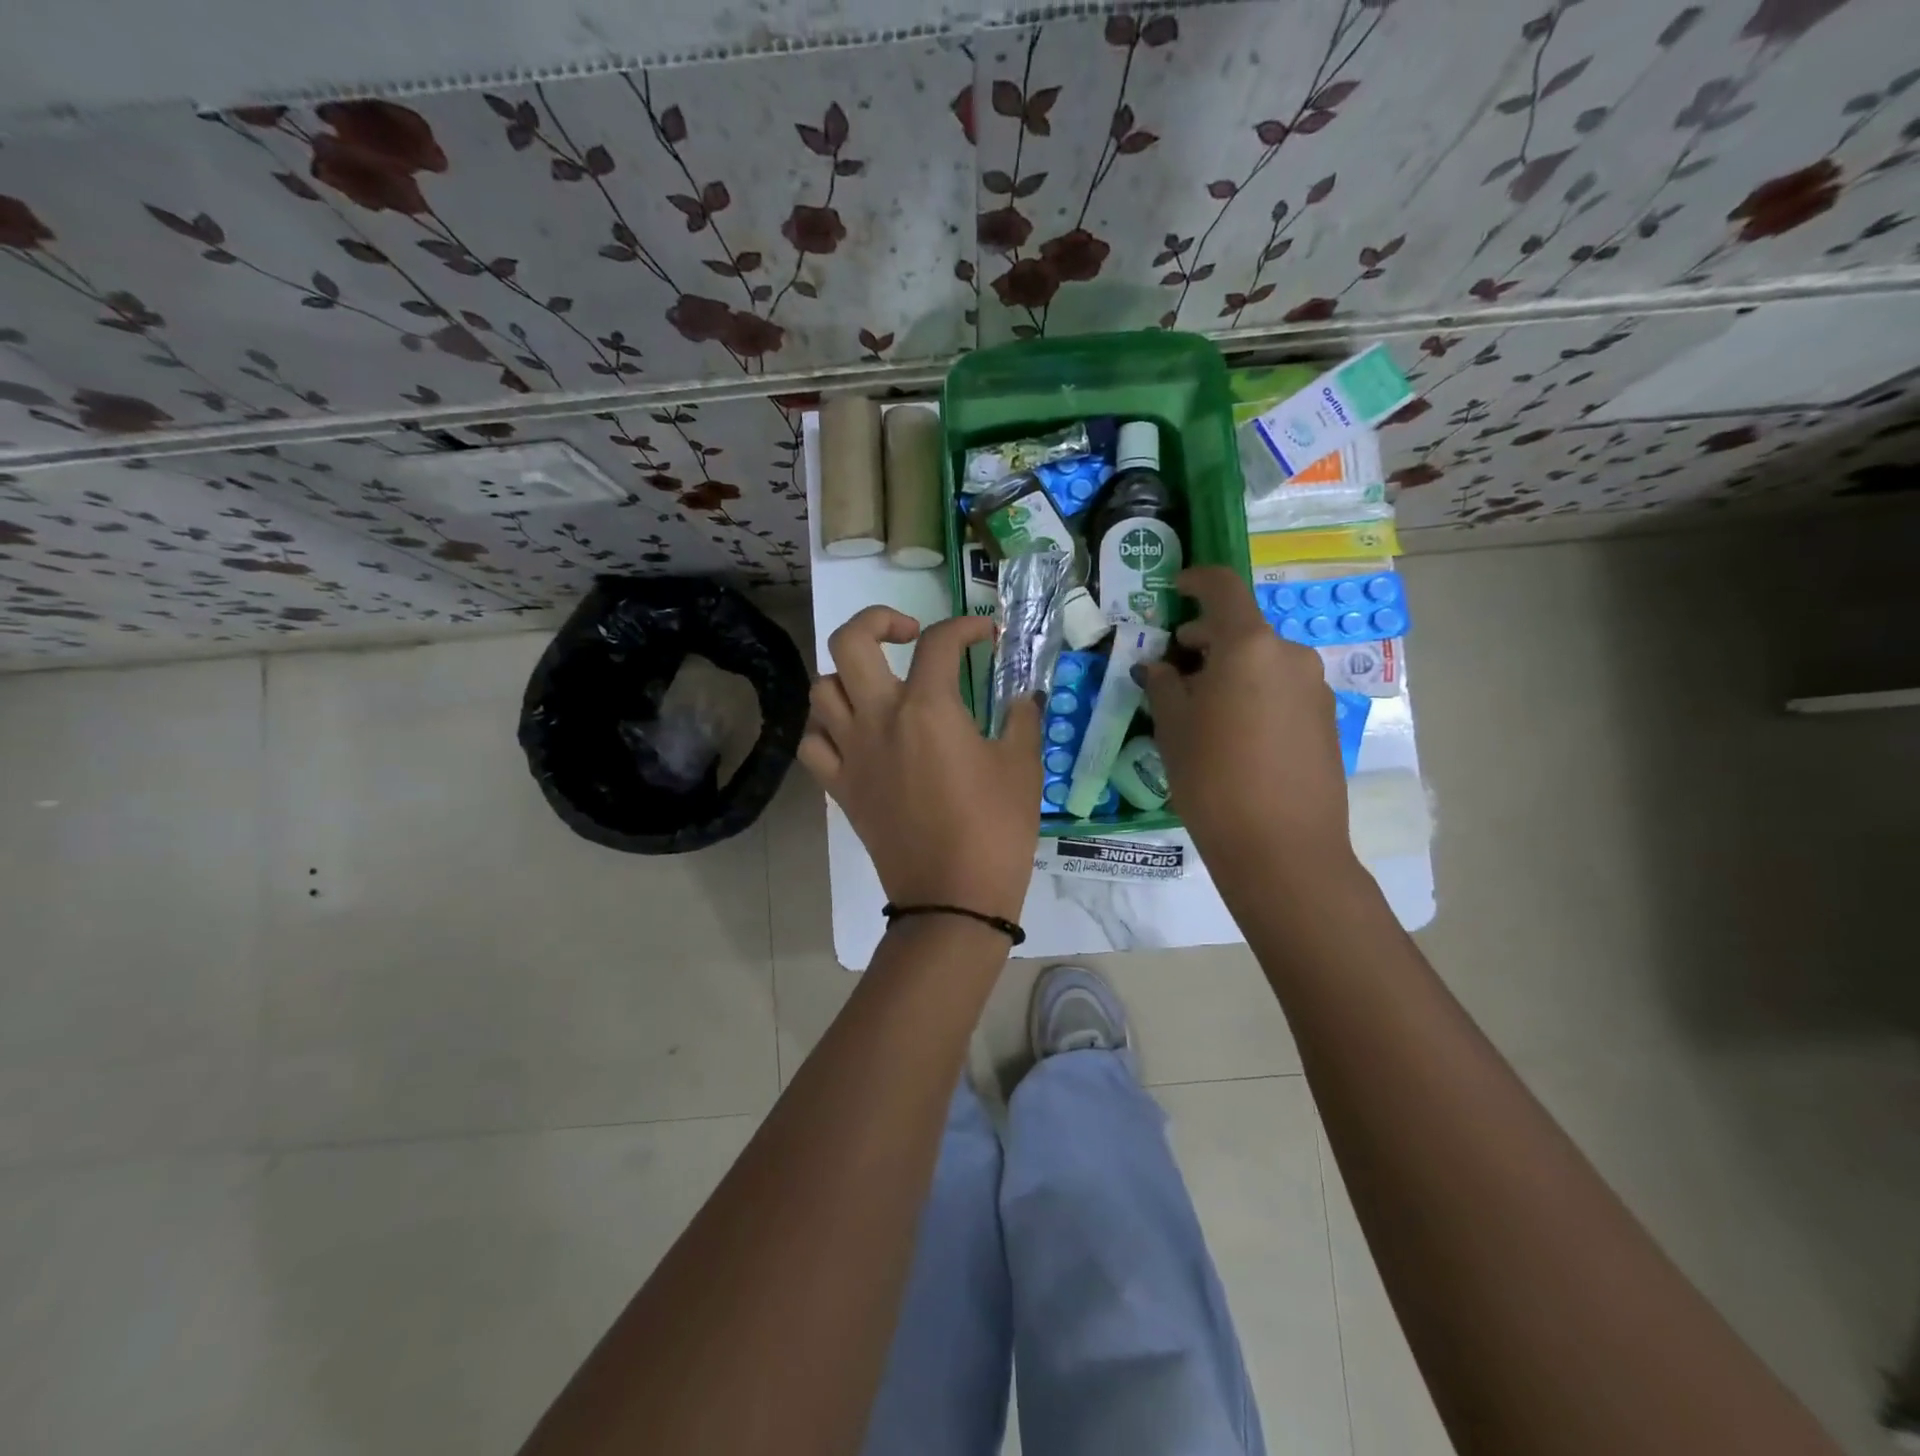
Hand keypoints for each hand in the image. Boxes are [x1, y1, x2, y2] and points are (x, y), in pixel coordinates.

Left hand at [800, 607, 1041, 922]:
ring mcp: (851, 753)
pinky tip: (854, 735)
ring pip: (822, 690)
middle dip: (877, 620)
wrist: (952, 897)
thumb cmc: (995, 829)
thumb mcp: (1023, 767)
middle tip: (907, 635)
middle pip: (850, 642)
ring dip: (848, 676)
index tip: (987, 635)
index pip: (940, 642)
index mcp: (928, 708)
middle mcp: (879, 718)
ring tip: (879, 687)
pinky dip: (827, 729)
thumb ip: (1020, 719)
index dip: (967, 626)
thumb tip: (1020, 698)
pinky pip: (813, 743)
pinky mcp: (840, 787)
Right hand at [1140, 567, 1353, 879]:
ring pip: (1262, 661)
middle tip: (1172, 670)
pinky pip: (1280, 688)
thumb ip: (1163, 685)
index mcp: (1249, 645)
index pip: (1223, 588)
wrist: (1282, 848)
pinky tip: (1232, 733)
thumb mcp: (1173, 728)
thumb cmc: (1213, 779)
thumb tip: (1159, 667)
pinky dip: (1252, 692)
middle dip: (1204, 639)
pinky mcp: (1325, 719)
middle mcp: (1289, 655)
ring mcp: (1314, 687)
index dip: (1197, 580)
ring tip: (1199, 709)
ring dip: (1229, 669)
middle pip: (1242, 628)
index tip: (1175, 589)